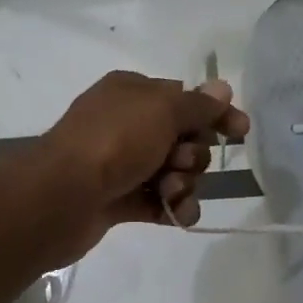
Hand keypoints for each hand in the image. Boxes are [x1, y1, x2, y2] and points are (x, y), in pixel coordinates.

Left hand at [34, 70, 249, 259]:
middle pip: (183, 139)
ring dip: (183, 183)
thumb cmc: (114, 141)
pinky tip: (176, 214)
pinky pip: (158, 201)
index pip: (185, 98)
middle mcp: (126, 124)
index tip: (240, 132)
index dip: (214, 115)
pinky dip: (171, 208)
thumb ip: (198, 104)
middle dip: (193, 155)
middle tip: (179, 162)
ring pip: (173, 172)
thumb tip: (222, 88)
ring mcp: (120, 163)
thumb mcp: (162, 110)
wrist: (62, 196)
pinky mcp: (118, 199)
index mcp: (132, 92)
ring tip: (169, 191)